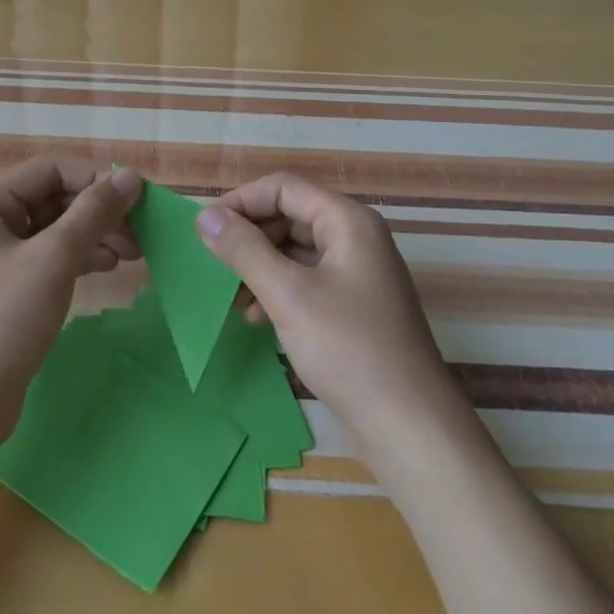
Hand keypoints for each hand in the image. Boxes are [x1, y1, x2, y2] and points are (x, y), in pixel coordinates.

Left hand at [0, 159, 142, 447]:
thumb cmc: (2, 318)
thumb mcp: (54, 258)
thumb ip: (94, 212)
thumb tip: (130, 177)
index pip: (52, 170)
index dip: (95, 180)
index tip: (136, 203)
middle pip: (54, 200)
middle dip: (99, 212)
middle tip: (141, 233)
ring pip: (56, 232)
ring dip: (95, 236)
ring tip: (133, 254)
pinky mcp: (8, 292)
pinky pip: (49, 260)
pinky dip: (80, 259)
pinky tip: (107, 268)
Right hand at [196, 174, 459, 450]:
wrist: (409, 426)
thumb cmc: (349, 350)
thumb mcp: (288, 295)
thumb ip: (244, 250)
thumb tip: (204, 216)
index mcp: (348, 221)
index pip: (284, 187)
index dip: (241, 201)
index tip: (204, 229)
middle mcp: (355, 237)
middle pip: (290, 215)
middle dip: (249, 236)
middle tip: (212, 264)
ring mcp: (356, 272)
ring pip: (295, 249)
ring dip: (259, 266)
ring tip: (230, 297)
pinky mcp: (352, 304)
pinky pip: (306, 279)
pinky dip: (278, 290)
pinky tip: (257, 318)